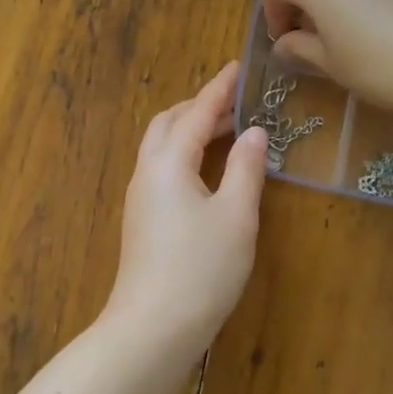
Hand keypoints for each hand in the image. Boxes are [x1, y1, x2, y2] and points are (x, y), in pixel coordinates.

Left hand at [105, 63, 268, 344]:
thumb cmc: (201, 267)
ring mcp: (139, 197)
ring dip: (189, 130)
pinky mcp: (141, 219)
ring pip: (161, 146)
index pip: (196, 112)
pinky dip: (184, 154)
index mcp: (168, 161)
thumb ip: (245, 168)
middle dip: (199, 106)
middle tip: (233, 102)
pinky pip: (161, 168)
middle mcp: (147, 171)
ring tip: (224, 130)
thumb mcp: (236, 215)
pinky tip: (206, 170)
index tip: (238, 67)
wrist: (153, 326)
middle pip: (169, 123)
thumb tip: (253, 132)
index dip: (219, 89)